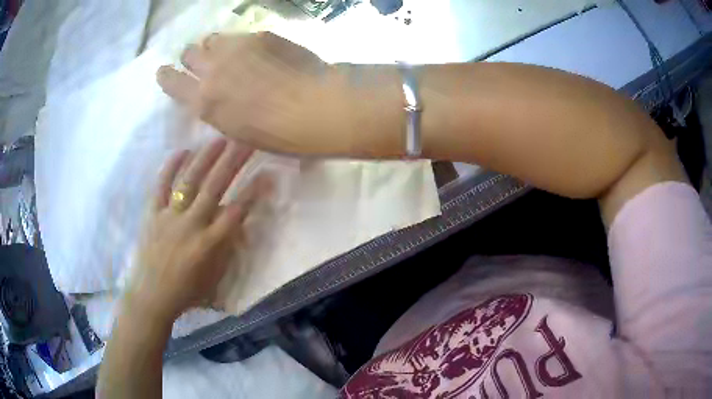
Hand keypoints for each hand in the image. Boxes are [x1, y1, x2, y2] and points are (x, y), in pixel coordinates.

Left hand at [124, 138, 259, 322]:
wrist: (151, 296)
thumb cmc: (186, 292)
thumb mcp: (214, 277)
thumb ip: (226, 248)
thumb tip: (238, 223)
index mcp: (208, 245)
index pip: (236, 213)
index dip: (253, 192)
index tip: (267, 173)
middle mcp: (190, 225)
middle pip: (215, 189)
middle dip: (233, 163)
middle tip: (246, 141)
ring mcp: (169, 216)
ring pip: (190, 182)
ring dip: (206, 159)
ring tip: (220, 139)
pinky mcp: (153, 213)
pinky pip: (161, 186)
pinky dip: (170, 167)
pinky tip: (182, 151)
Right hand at [157, 33, 338, 154]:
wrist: (317, 106)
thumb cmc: (280, 134)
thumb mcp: (238, 131)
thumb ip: (219, 108)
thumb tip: (216, 94)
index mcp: (204, 102)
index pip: (171, 81)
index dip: (166, 75)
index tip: (165, 72)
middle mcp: (212, 70)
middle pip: (189, 52)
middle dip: (193, 57)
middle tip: (206, 63)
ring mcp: (236, 48)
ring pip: (212, 38)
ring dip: (215, 46)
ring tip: (230, 54)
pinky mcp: (260, 35)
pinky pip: (239, 35)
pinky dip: (240, 43)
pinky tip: (256, 52)